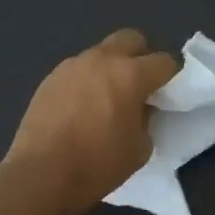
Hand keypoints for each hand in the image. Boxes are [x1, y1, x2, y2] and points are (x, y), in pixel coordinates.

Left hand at [7, 29, 177, 214]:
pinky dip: (88, 81)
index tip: (170, 92)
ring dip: (112, 68)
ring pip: (102, 53)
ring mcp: (72, 66)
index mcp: (130, 75)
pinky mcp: (50, 78)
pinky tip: (84, 108)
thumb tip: (140, 108)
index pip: (164, 61)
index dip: (173, 76)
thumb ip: (147, 119)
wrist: (42, 174)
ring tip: (109, 99)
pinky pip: (79, 70)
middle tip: (142, 85)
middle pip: (131, 39)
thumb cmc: (98, 164)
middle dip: (142, 57)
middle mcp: (101, 60)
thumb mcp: (140, 148)